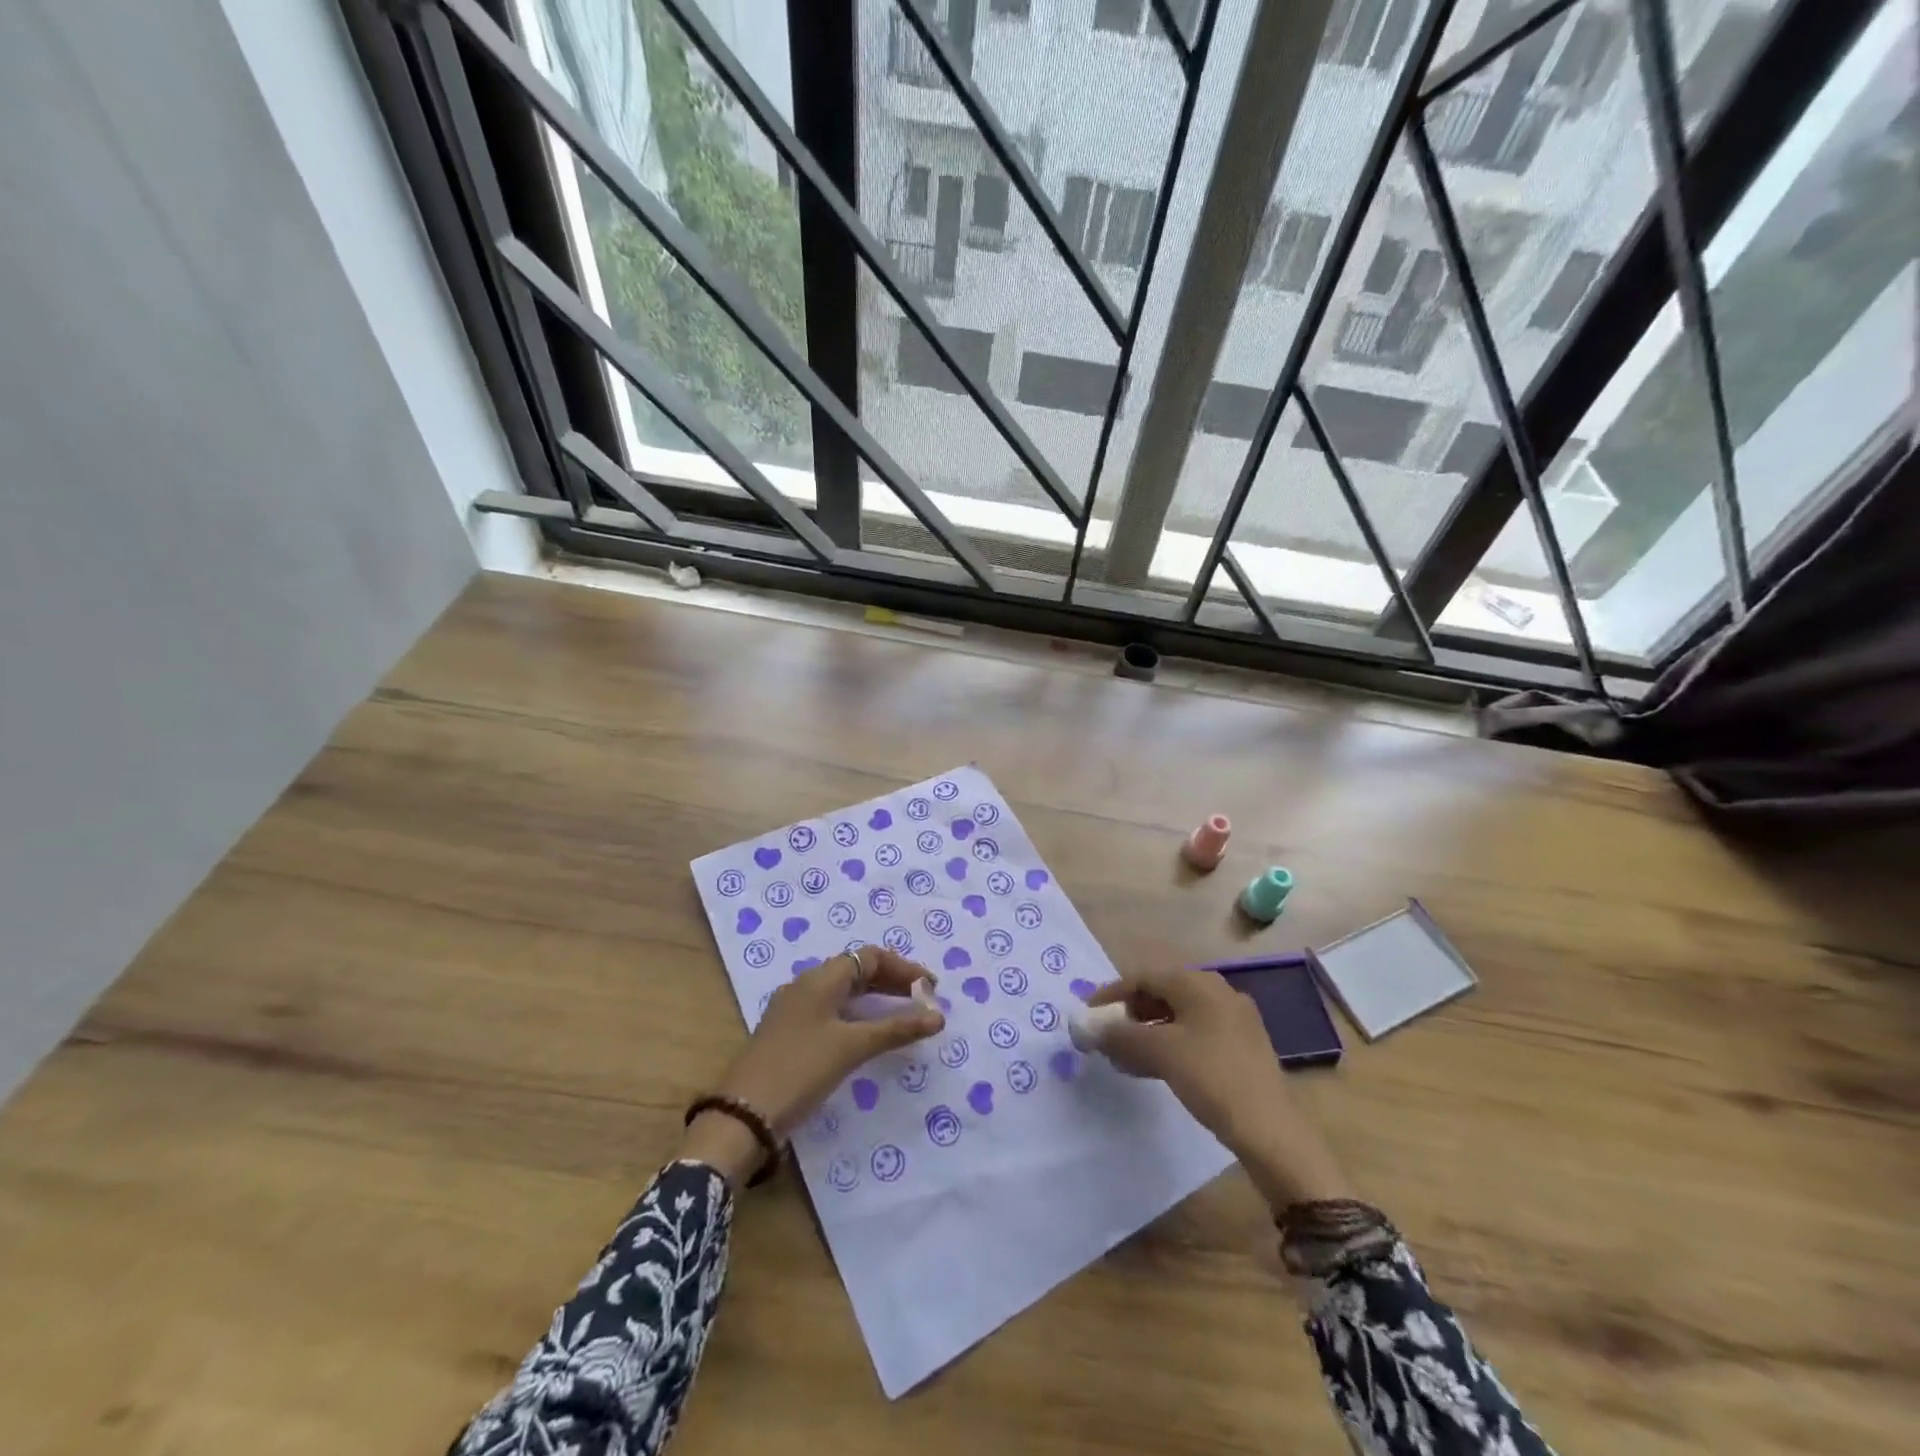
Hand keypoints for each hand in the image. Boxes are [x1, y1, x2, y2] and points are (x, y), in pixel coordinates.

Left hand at [683, 947, 943, 1184]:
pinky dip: (858, 1016)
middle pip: (857, 971)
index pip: (869, 957)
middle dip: (892, 982)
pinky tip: (869, 1036)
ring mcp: (795, 1010)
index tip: (930, 989)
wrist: (742, 1116)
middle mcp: (806, 986)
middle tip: (923, 1002)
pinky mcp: (789, 1034)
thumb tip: (938, 1017)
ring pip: (844, 992)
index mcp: (820, 979)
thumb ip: (896, 1028)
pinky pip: (832, 1011)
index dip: (903, 968)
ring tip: (904, 1017)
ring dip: (876, 999)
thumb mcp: (851, 1047)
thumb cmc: (800, 1070)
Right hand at [1087, 968, 1350, 1210]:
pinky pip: (1194, 1035)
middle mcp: (1218, 992)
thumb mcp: (1159, 1052)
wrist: (1270, 1131)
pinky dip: (1168, 1045)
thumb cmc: (1210, 1078)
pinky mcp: (1240, 1047)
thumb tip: (1088, 1027)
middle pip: (1161, 994)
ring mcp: (1233, 1020)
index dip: (1112, 993)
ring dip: (1146, 1033)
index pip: (1144, 976)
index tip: (1089, 1014)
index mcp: (1200, 984)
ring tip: (1123, 1058)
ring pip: (1177, 1017)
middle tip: (1106, 1036)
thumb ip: (1119, 1034)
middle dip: (1129, 1014)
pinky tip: (1152, 1068)